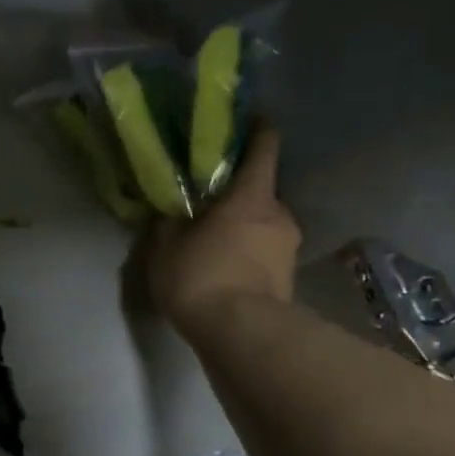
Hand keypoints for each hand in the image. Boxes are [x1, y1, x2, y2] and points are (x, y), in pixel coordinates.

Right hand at [148, 123, 301, 335]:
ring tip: (213, 239)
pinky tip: (224, 267)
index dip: (257, 130)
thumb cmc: (201, 276)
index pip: (264, 148)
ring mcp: (289, 248)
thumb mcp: (166, 245)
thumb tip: (169, 209)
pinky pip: (264, 252)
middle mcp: (279, 214)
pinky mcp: (288, 278)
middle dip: (237, 193)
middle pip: (260, 191)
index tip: (247, 121)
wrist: (240, 334)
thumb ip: (168, 221)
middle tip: (209, 200)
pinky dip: (247, 252)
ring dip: (242, 226)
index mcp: (252, 196)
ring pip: (263, 224)